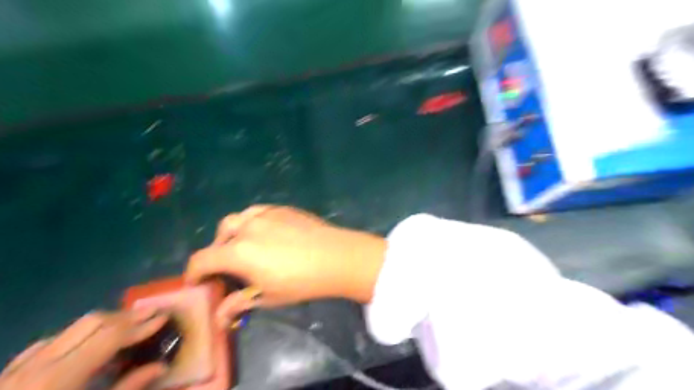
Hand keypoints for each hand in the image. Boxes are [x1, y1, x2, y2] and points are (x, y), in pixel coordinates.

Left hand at [1, 308, 169, 389]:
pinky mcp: (7, 375)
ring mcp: (18, 368)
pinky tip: (85, 347)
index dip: (140, 325)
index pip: (110, 336)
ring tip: (127, 328)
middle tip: (151, 314)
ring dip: (104, 323)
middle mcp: (37, 365)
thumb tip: (160, 366)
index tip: (164, 317)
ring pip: (71, 328)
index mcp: (58, 379)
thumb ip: (128, 389)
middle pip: (93, 322)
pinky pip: (48, 343)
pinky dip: (76, 337)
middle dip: (126, 317)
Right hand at [187, 205, 387, 326]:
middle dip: (216, 252)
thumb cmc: (301, 282)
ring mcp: (265, 214)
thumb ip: (239, 303)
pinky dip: (251, 222)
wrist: (336, 256)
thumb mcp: (268, 297)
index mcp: (238, 252)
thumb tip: (218, 318)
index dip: (194, 273)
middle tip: (227, 267)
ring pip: (236, 219)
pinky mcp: (281, 208)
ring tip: (245, 247)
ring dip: (232, 234)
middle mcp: (246, 227)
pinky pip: (256, 212)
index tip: (198, 283)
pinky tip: (264, 233)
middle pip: (219, 236)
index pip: (202, 260)